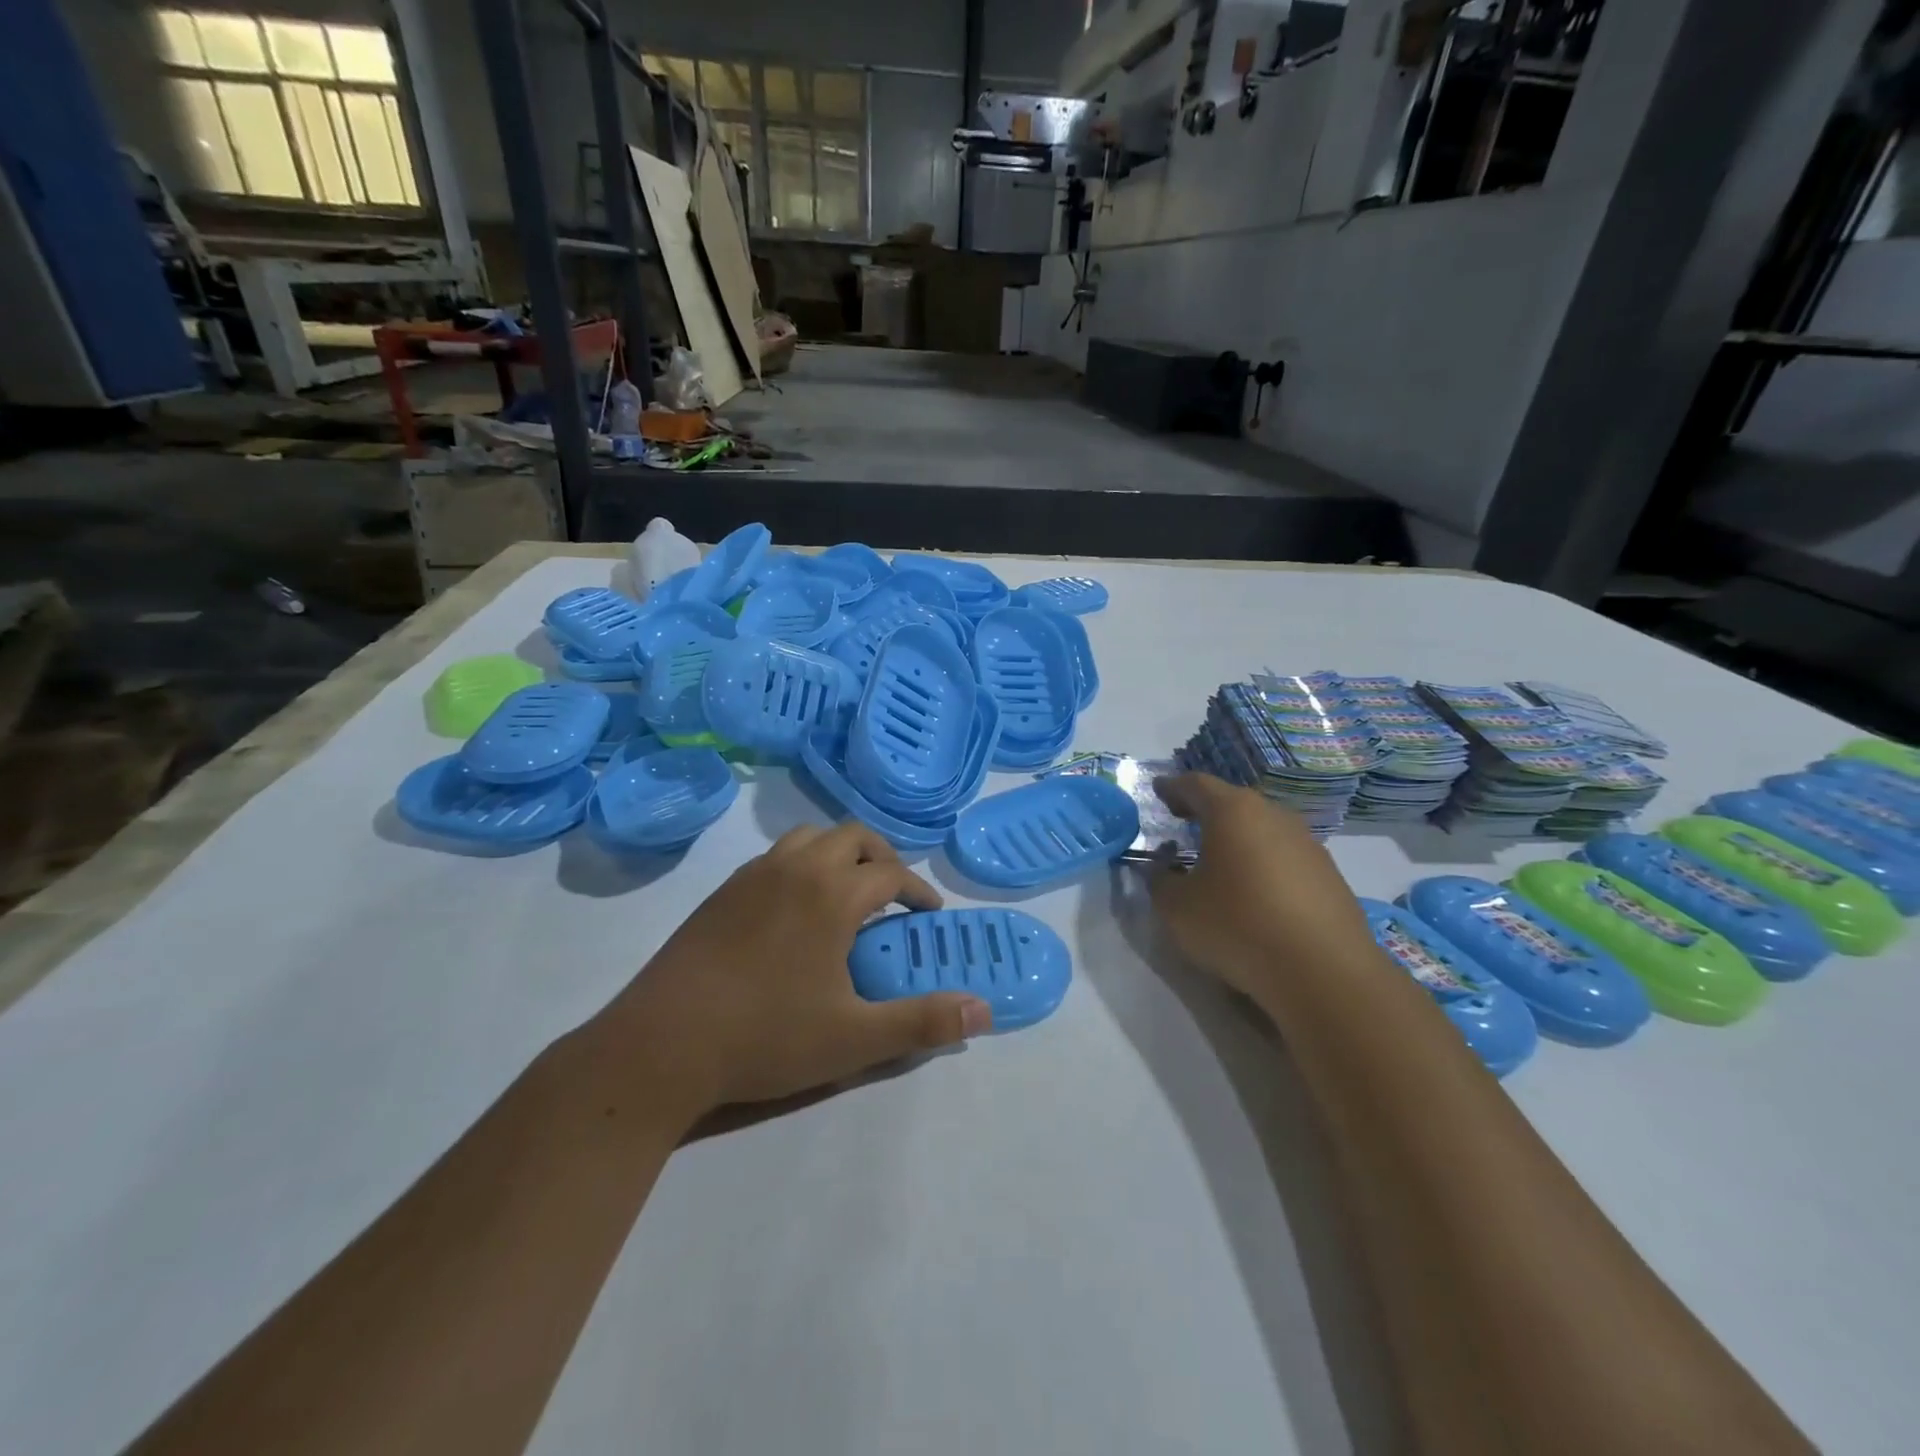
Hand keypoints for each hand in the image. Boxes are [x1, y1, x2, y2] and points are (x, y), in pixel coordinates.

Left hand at [607, 825, 991, 1118]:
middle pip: (854, 837)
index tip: (929, 917)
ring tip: (846, 895)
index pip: (892, 875)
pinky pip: (776, 855)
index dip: (919, 892)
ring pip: (811, 837)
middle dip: (883, 859)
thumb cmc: (766, 1037)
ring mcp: (754, 874)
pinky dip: (802, 865)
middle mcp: (797, 868)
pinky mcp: (723, 890)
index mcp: (833, 894)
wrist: (662, 1043)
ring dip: (840, 854)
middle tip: (893, 899)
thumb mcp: (854, 1039)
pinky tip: (795, 911)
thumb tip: (984, 1010)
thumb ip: (922, 1022)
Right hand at [1148, 773, 1373, 1002]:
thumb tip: (1164, 869)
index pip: (1195, 785)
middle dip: (1206, 810)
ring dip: (1237, 838)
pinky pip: (1285, 857)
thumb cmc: (1238, 926)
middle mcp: (1274, 816)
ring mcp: (1308, 843)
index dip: (1172, 787)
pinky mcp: (1330, 875)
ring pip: (1262, 829)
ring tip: (1218, 860)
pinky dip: (1263, 863)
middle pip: (1233, 803)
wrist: (1325, 972)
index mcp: (1232, 812)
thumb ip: (1160, 880)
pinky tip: (1255, 891)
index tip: (1158, 790)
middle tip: (1183, 821)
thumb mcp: (1177, 908)